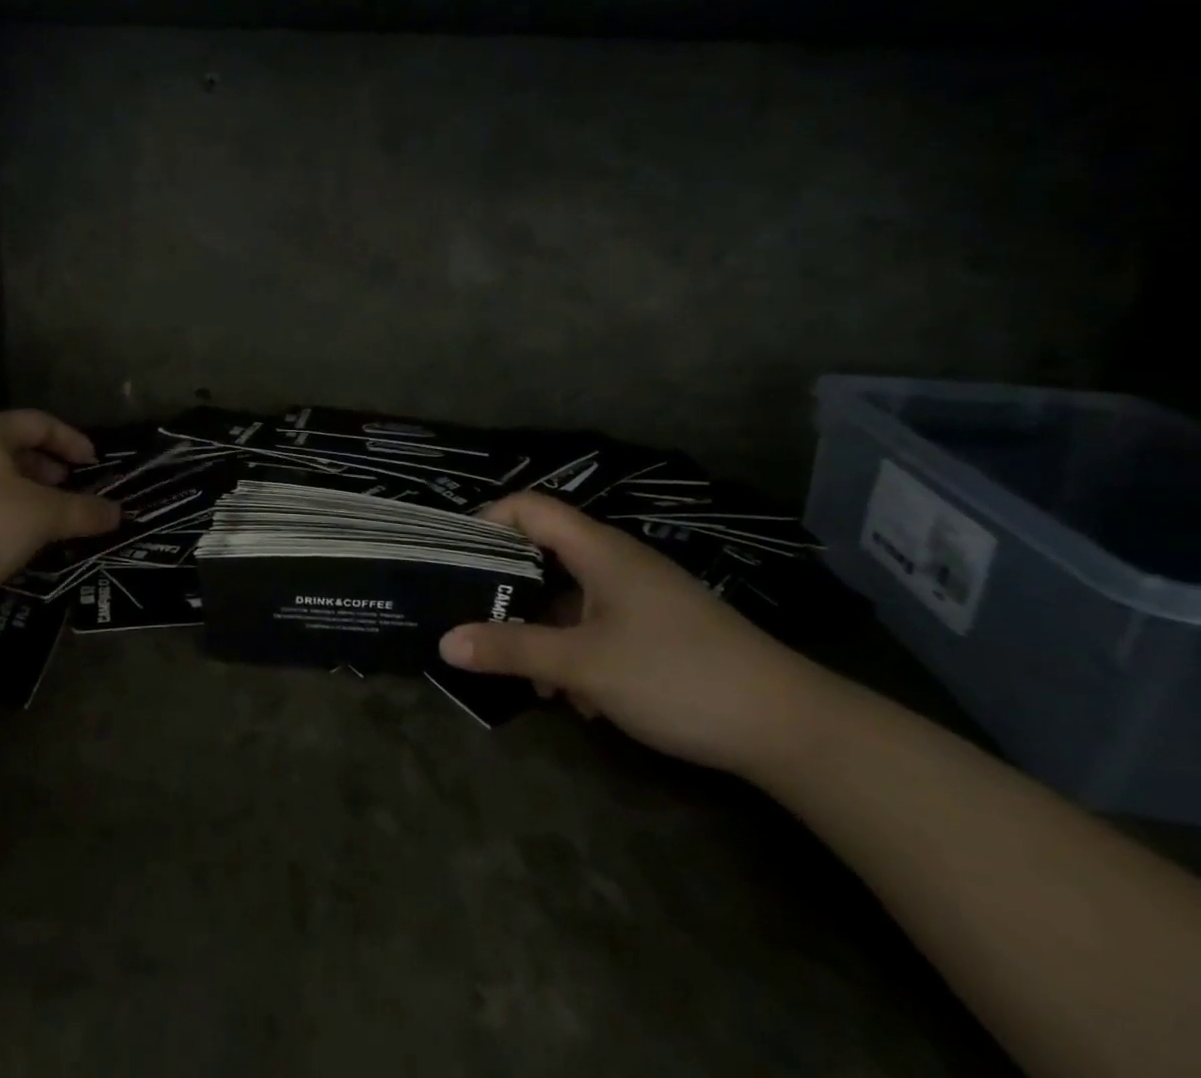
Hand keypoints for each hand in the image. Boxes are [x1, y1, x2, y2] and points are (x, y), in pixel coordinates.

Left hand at [0, 410, 119, 601]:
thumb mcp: (40, 517)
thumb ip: (82, 511)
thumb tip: (117, 513)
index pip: (39, 422)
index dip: (71, 440)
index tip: (94, 465)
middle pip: (12, 448)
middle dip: (46, 469)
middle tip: (68, 492)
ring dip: (22, 495)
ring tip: (41, 521)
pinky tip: (4, 542)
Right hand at [438, 493, 837, 775]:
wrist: (790, 727)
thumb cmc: (676, 676)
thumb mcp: (583, 665)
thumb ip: (511, 650)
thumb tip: (445, 642)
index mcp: (598, 550)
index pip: (529, 508)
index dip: (488, 520)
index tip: (457, 558)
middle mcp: (617, 562)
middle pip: (544, 554)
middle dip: (510, 591)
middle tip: (480, 623)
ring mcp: (641, 597)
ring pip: (570, 598)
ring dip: (544, 631)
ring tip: (533, 680)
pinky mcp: (659, 630)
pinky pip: (598, 625)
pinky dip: (578, 651)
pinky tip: (582, 700)